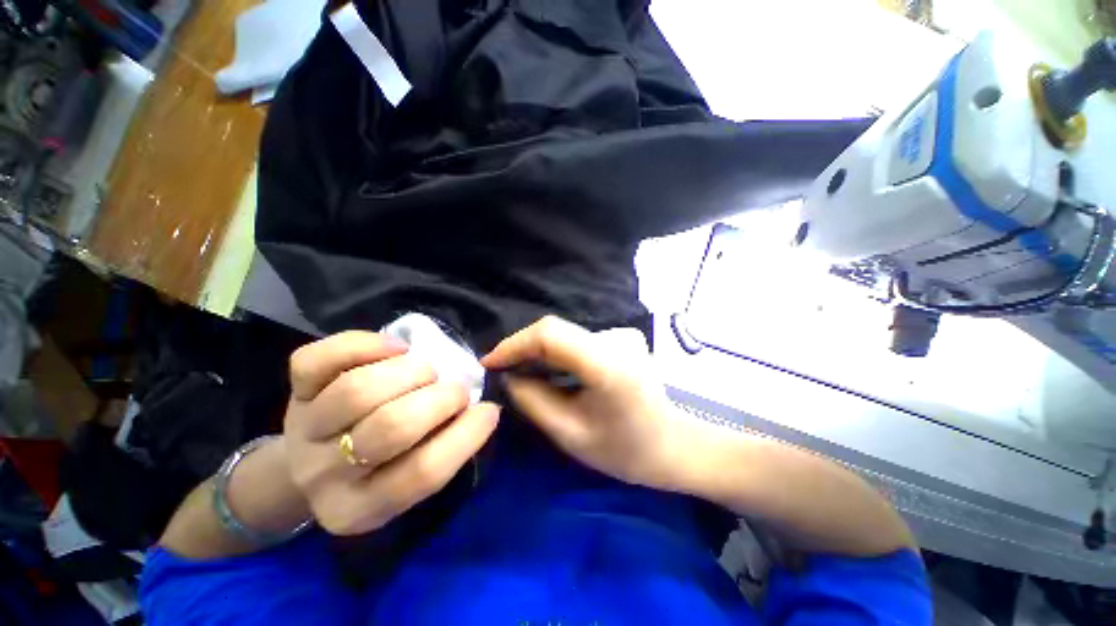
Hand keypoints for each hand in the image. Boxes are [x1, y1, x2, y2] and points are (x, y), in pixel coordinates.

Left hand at [283, 331, 500, 535]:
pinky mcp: (295, 391)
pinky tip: (395, 349)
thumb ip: (444, 449)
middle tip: (456, 391)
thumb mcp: (408, 479)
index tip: (489, 410)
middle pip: (390, 427)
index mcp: (361, 509)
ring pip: (359, 390)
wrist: (310, 464)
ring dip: (412, 371)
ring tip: (427, 371)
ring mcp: (306, 428)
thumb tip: (482, 410)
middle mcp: (326, 475)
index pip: (422, 474)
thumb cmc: (376, 470)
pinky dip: (366, 345)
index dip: (466, 435)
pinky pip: (318, 359)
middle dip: (441, 398)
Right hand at [481, 316, 718, 494]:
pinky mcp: (617, 340)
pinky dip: (552, 353)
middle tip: (500, 371)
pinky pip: (574, 341)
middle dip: (521, 348)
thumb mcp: (570, 434)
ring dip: (535, 351)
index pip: (550, 334)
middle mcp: (612, 340)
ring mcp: (617, 336)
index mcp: (605, 364)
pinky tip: (543, 371)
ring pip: (562, 333)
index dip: (515, 344)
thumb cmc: (624, 450)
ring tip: (517, 373)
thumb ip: (532, 401)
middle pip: (554, 330)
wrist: (671, 445)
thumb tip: (507, 377)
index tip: (489, 363)